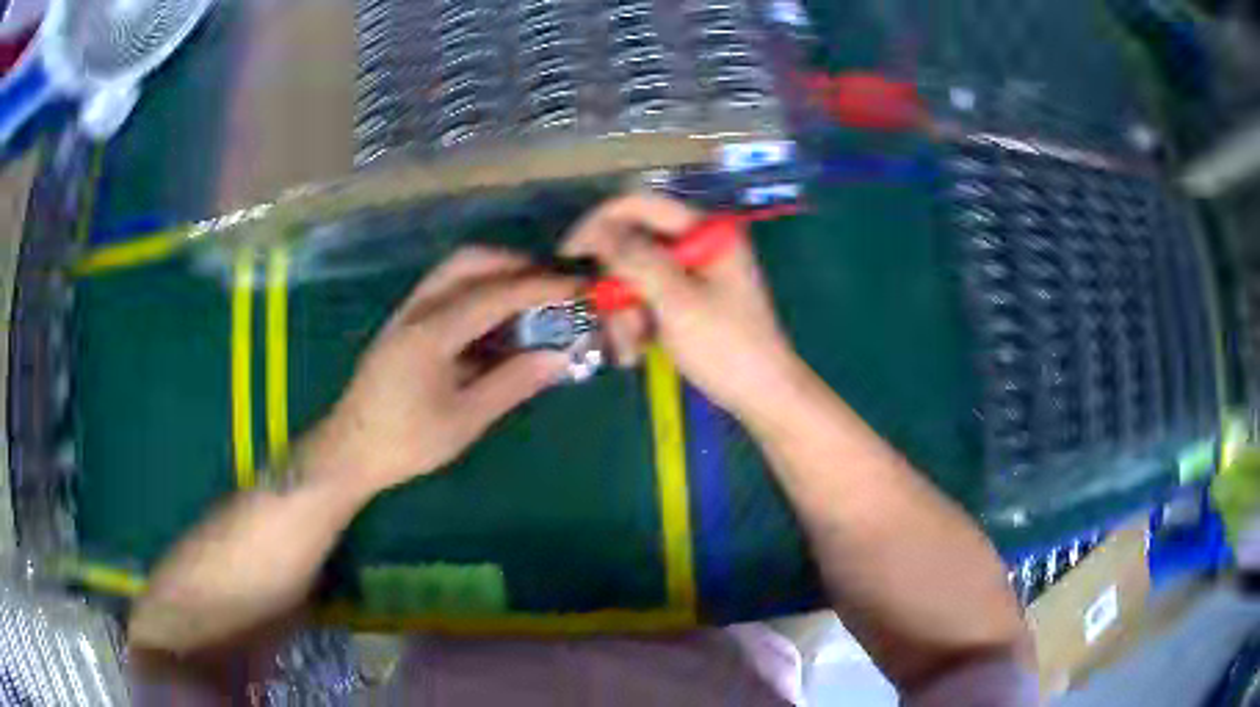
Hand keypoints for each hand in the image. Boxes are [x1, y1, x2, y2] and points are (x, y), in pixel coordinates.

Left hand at [297, 248, 576, 497]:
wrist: (350, 451)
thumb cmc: (406, 442)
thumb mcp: (465, 420)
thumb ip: (512, 383)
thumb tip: (558, 356)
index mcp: (431, 333)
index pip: (493, 294)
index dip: (538, 286)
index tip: (575, 284)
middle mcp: (416, 310)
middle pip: (468, 262)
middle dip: (513, 264)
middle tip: (550, 282)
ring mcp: (406, 314)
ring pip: (453, 272)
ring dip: (493, 273)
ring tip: (528, 294)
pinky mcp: (402, 325)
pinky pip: (444, 291)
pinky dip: (475, 290)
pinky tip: (493, 318)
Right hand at [562, 193, 808, 422]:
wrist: (763, 396)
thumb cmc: (726, 347)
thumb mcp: (676, 301)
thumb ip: (635, 259)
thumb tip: (595, 229)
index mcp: (706, 231)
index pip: (640, 205)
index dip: (600, 223)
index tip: (569, 255)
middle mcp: (698, 244)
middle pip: (634, 246)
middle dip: (617, 288)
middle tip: (614, 325)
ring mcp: (693, 274)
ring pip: (635, 277)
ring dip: (624, 313)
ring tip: (630, 351)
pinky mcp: (688, 300)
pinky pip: (647, 299)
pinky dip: (636, 323)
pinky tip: (637, 352)